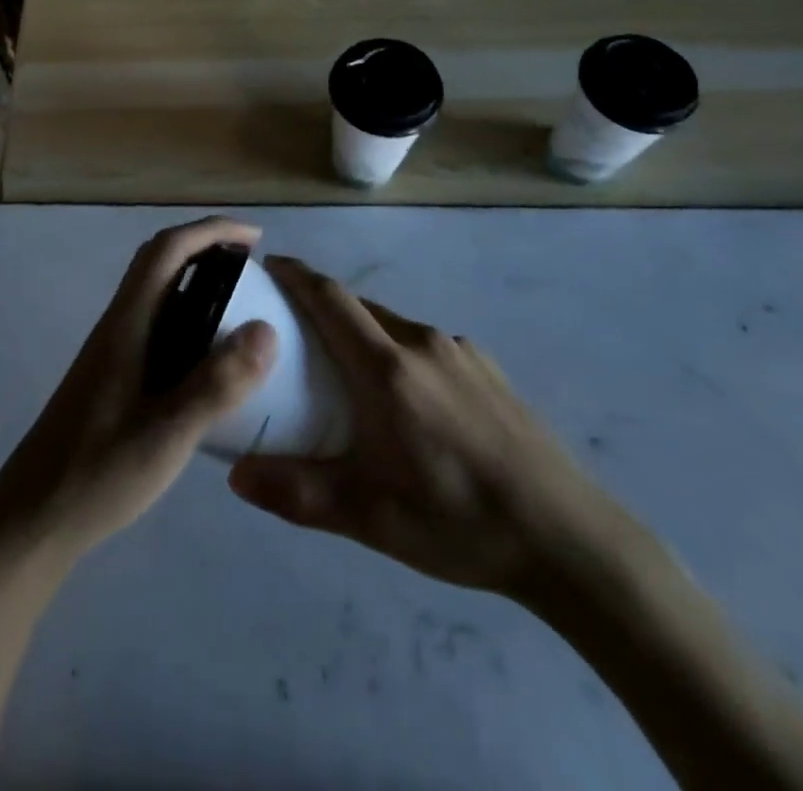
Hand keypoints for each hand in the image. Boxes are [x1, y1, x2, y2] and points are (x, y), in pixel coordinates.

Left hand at [0, 218, 277, 566]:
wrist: (30, 521)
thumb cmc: (97, 474)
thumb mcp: (167, 435)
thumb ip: (216, 385)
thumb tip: (267, 329)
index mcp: (127, 324)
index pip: (168, 250)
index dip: (211, 231)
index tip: (255, 238)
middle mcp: (118, 326)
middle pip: (159, 262)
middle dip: (206, 248)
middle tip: (252, 268)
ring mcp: (113, 352)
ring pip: (157, 294)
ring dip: (198, 283)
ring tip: (242, 309)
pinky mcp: (113, 377)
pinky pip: (158, 326)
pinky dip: (190, 320)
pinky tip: (211, 361)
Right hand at [228, 257, 634, 618]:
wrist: (566, 535)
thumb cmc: (458, 520)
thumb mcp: (369, 518)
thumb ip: (297, 493)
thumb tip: (236, 475)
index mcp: (387, 368)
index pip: (331, 298)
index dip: (297, 275)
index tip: (269, 266)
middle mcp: (422, 343)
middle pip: (360, 308)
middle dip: (322, 310)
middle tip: (293, 339)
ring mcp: (460, 352)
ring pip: (394, 327)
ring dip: (363, 336)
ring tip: (348, 378)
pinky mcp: (488, 369)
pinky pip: (427, 347)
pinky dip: (400, 356)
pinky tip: (410, 405)